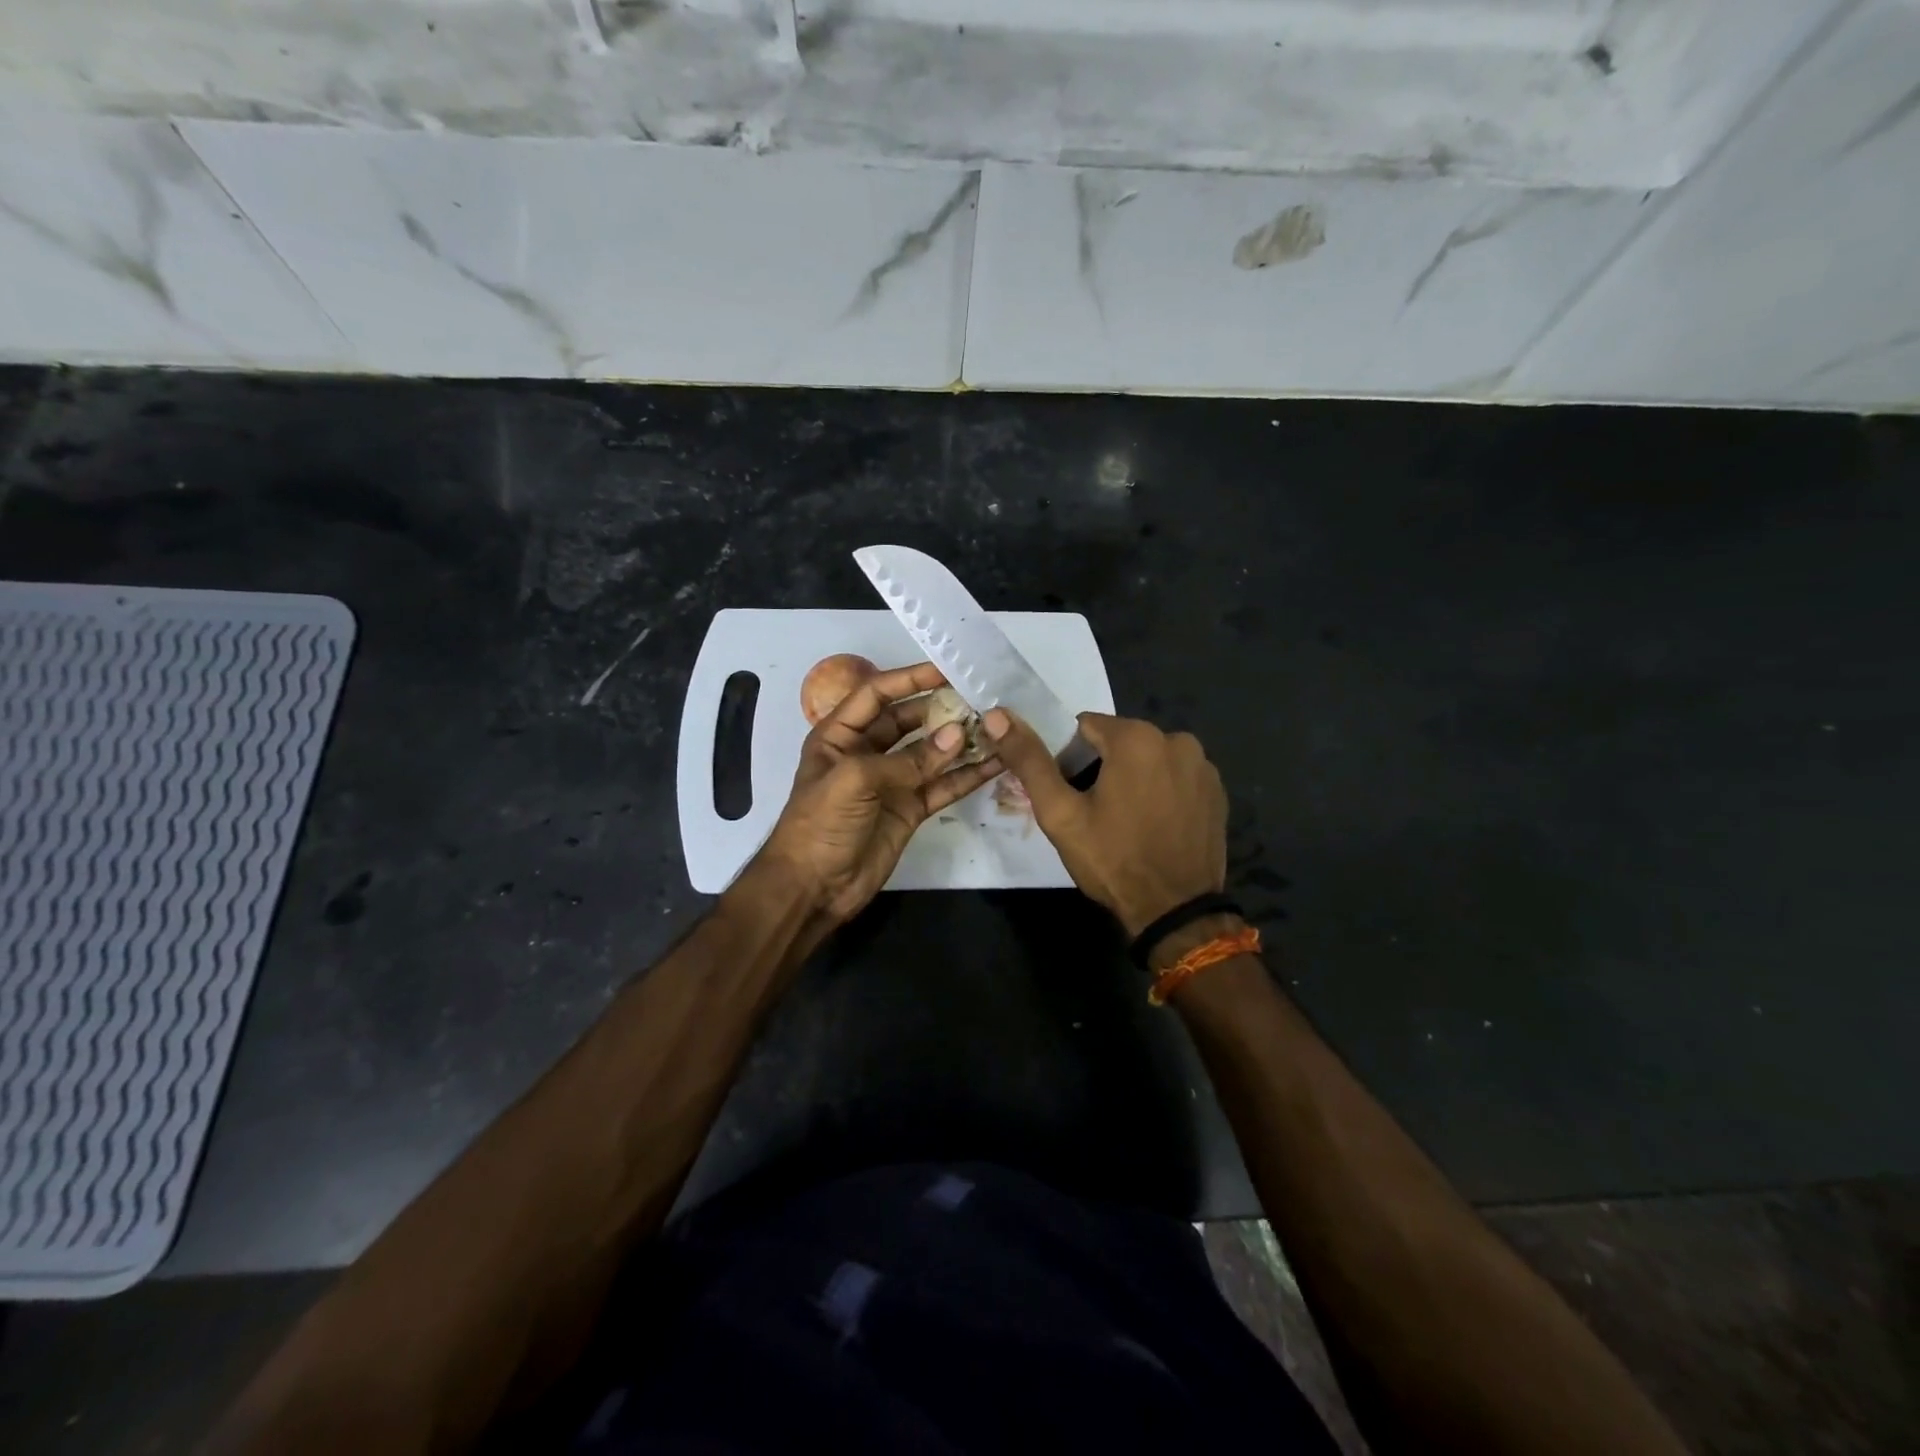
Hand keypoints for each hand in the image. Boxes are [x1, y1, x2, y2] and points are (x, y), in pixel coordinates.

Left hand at [759, 663, 1003, 924]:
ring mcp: (892, 781)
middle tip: (979, 698)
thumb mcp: (854, 780)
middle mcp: (867, 752)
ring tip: (994, 726)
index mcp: (840, 735)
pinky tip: (994, 764)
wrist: (813, 888)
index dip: (909, 679)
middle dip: (941, 709)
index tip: (947, 669)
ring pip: (931, 753)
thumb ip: (907, 759)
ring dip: (959, 741)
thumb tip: (957, 736)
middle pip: (909, 720)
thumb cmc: (820, 824)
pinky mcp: (911, 809)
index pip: (877, 694)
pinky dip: (967, 776)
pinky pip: (942, 786)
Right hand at [984, 709, 1226, 937]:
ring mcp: (1203, 766)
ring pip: (1149, 759)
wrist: (1175, 911)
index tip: (1069, 793)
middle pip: (1120, 741)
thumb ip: (1029, 760)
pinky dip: (1161, 792)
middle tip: (1092, 812)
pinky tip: (1153, 826)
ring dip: (1133, 778)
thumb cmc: (1113, 859)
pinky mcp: (1217, 792)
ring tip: (1124, 822)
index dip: (1068, 757)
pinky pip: (1176, 778)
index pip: (1085, 727)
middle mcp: (1177, 739)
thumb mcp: (1060, 813)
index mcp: (1136, 737)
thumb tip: (997, 716)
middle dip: (1101, 767)